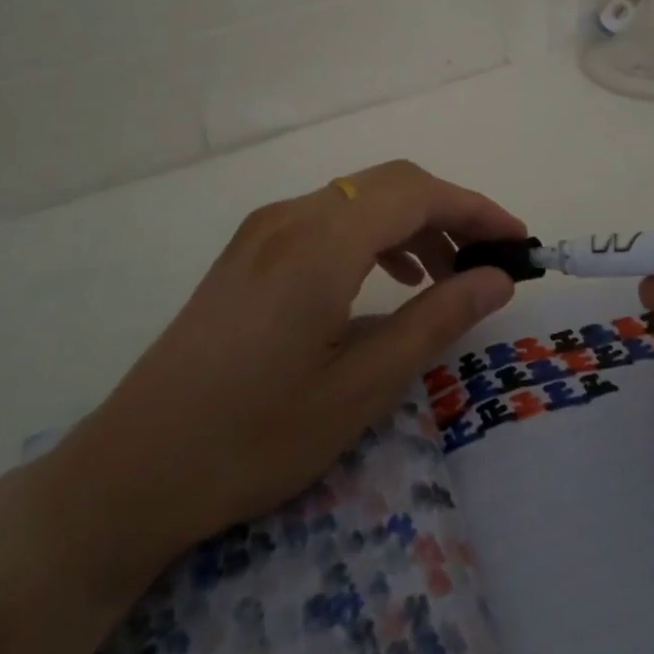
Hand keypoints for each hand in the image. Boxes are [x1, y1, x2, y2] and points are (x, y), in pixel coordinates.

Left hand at [44, 161, 520, 599]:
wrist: (134, 469)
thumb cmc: (256, 436)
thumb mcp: (361, 387)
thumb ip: (437, 320)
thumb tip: (497, 278)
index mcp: (321, 241)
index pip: (419, 193)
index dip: (477, 208)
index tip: (519, 241)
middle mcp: (292, 215)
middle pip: (390, 184)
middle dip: (448, 212)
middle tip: (487, 263)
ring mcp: (263, 228)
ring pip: (358, 197)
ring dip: (410, 223)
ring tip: (441, 278)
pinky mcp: (248, 249)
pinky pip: (327, 217)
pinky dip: (371, 234)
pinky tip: (384, 281)